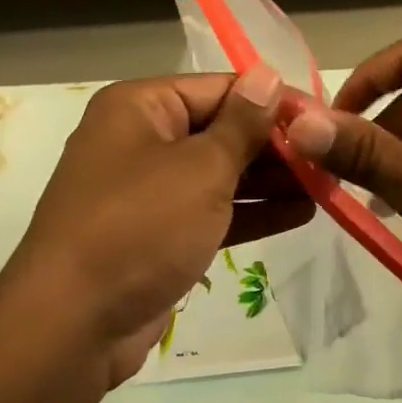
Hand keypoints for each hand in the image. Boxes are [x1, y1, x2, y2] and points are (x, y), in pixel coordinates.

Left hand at [0, 66, 311, 385]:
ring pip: (219, 174)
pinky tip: (300, 213)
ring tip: (326, 184)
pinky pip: (211, 211)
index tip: (322, 118)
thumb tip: (268, 74)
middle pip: (221, 130)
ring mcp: (148, 191)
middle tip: (330, 157)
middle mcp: (141, 140)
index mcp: (141, 107)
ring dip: (270, 181)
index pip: (220, 88)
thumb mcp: (200, 168)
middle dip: (275, 145)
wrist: (71, 328)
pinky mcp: (157, 235)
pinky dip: (250, 212)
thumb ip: (242, 123)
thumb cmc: (139, 227)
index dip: (273, 101)